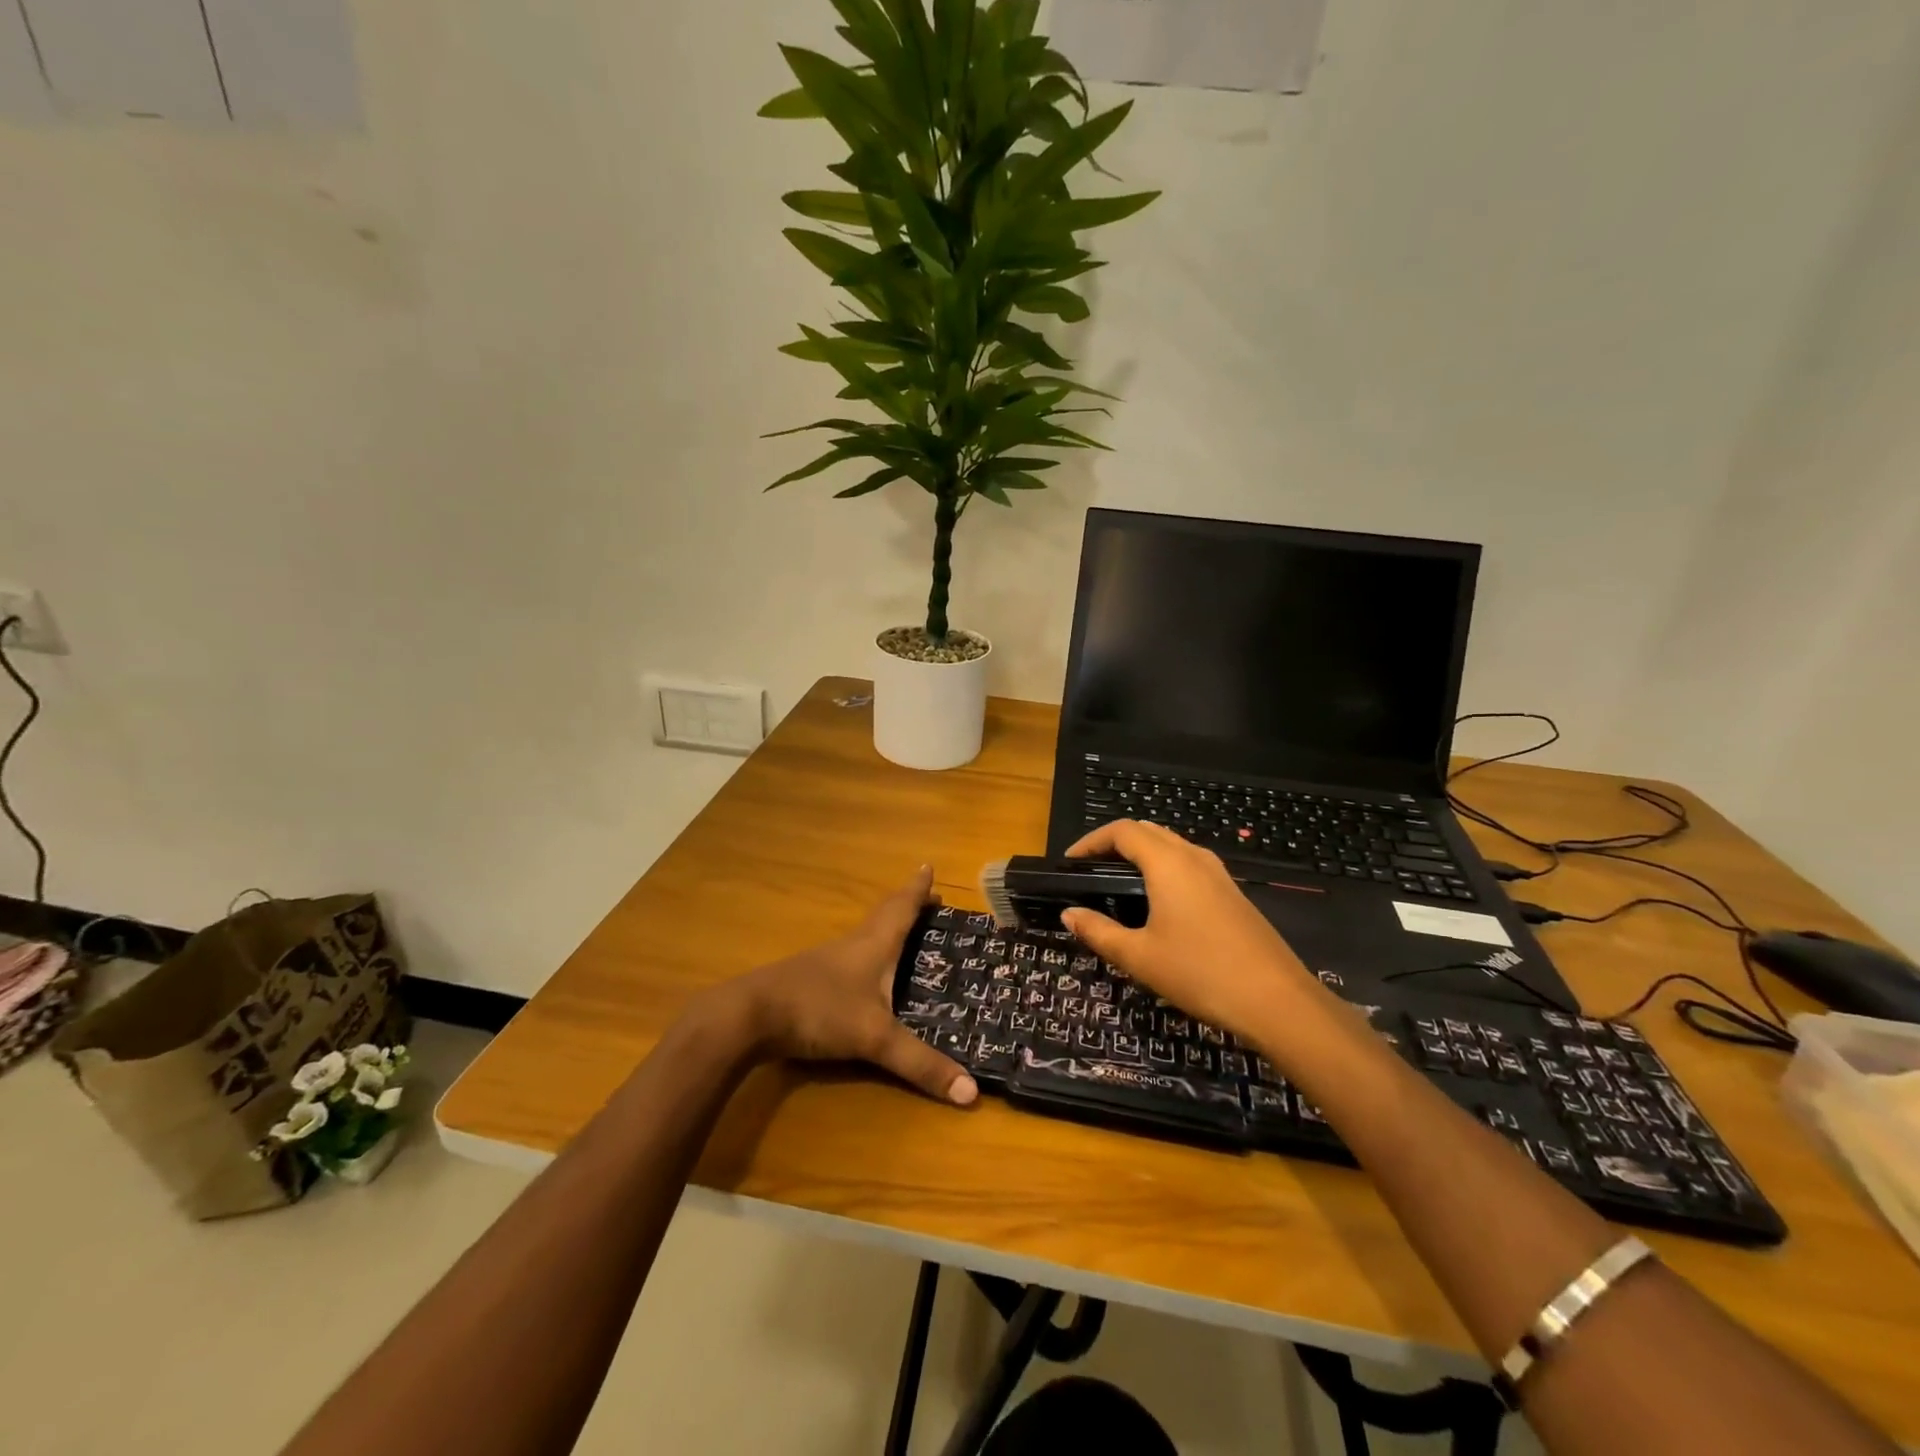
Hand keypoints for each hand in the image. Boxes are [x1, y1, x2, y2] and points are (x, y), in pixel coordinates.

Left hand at [722, 866, 978, 1106]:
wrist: (749, 1015)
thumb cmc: (819, 1010)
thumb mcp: (874, 1038)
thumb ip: (920, 1064)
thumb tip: (971, 1093)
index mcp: (874, 944)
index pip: (902, 908)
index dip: (918, 890)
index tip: (929, 867)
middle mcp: (853, 944)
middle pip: (884, 915)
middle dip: (907, 905)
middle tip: (928, 898)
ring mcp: (828, 961)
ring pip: (866, 934)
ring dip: (887, 927)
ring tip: (904, 932)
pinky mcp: (811, 979)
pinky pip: (850, 956)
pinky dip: (868, 953)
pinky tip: (865, 972)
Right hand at [1061, 821, 1318, 1039]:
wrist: (1277, 1001)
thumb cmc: (1200, 973)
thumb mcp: (1140, 956)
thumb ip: (1099, 932)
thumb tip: (1069, 914)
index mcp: (1167, 863)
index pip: (1122, 831)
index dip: (1091, 841)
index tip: (1070, 862)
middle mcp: (1193, 857)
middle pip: (1148, 831)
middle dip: (1115, 843)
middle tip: (1091, 870)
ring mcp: (1218, 873)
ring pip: (1172, 845)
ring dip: (1141, 853)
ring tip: (1118, 883)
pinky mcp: (1232, 893)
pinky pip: (1189, 864)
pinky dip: (1163, 868)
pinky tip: (1158, 903)